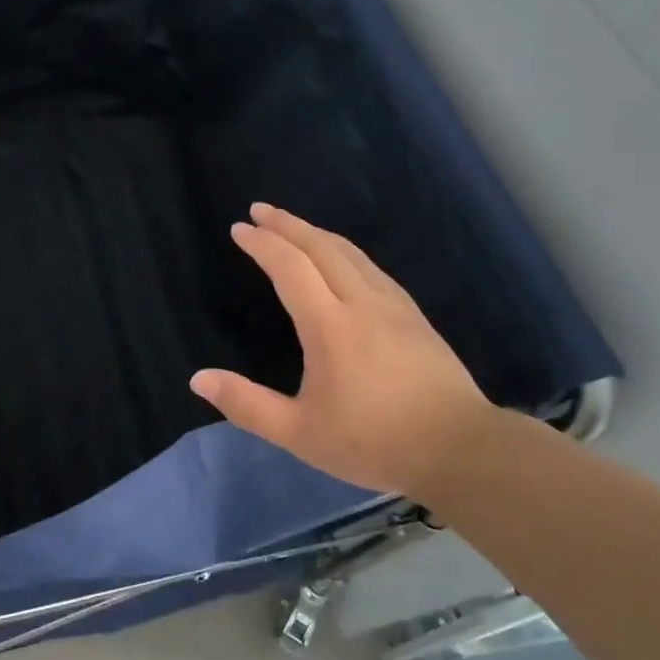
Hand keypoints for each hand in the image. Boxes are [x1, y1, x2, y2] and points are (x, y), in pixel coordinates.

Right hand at [189, 203, 497, 503]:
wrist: (461, 449)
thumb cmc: (374, 442)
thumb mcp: (300, 433)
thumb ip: (247, 405)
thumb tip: (198, 379)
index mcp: (330, 325)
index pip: (290, 268)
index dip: (262, 244)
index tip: (239, 228)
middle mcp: (362, 302)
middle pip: (321, 247)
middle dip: (287, 224)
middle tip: (259, 210)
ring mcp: (394, 306)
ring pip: (350, 253)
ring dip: (316, 233)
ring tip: (293, 227)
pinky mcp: (414, 316)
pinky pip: (371, 267)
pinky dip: (344, 251)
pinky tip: (343, 260)